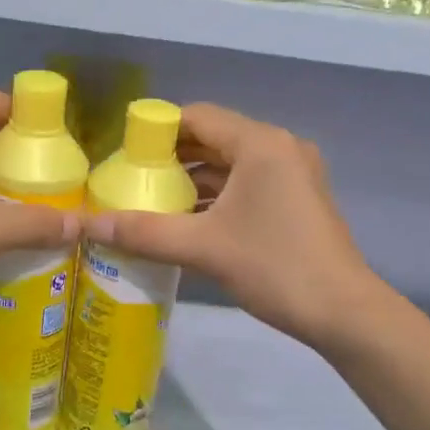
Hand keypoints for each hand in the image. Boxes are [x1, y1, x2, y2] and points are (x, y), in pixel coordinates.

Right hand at [81, 103, 373, 348]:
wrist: (343, 312)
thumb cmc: (274, 267)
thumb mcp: (203, 247)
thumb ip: (143, 232)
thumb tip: (87, 225)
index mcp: (260, 144)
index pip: (197, 117)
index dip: (157, 131)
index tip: (124, 155)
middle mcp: (279, 148)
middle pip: (214, 139)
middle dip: (172, 158)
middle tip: (131, 180)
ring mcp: (293, 174)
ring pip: (231, 165)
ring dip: (193, 180)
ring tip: (151, 202)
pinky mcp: (297, 199)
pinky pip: (247, 184)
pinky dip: (217, 196)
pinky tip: (187, 221)